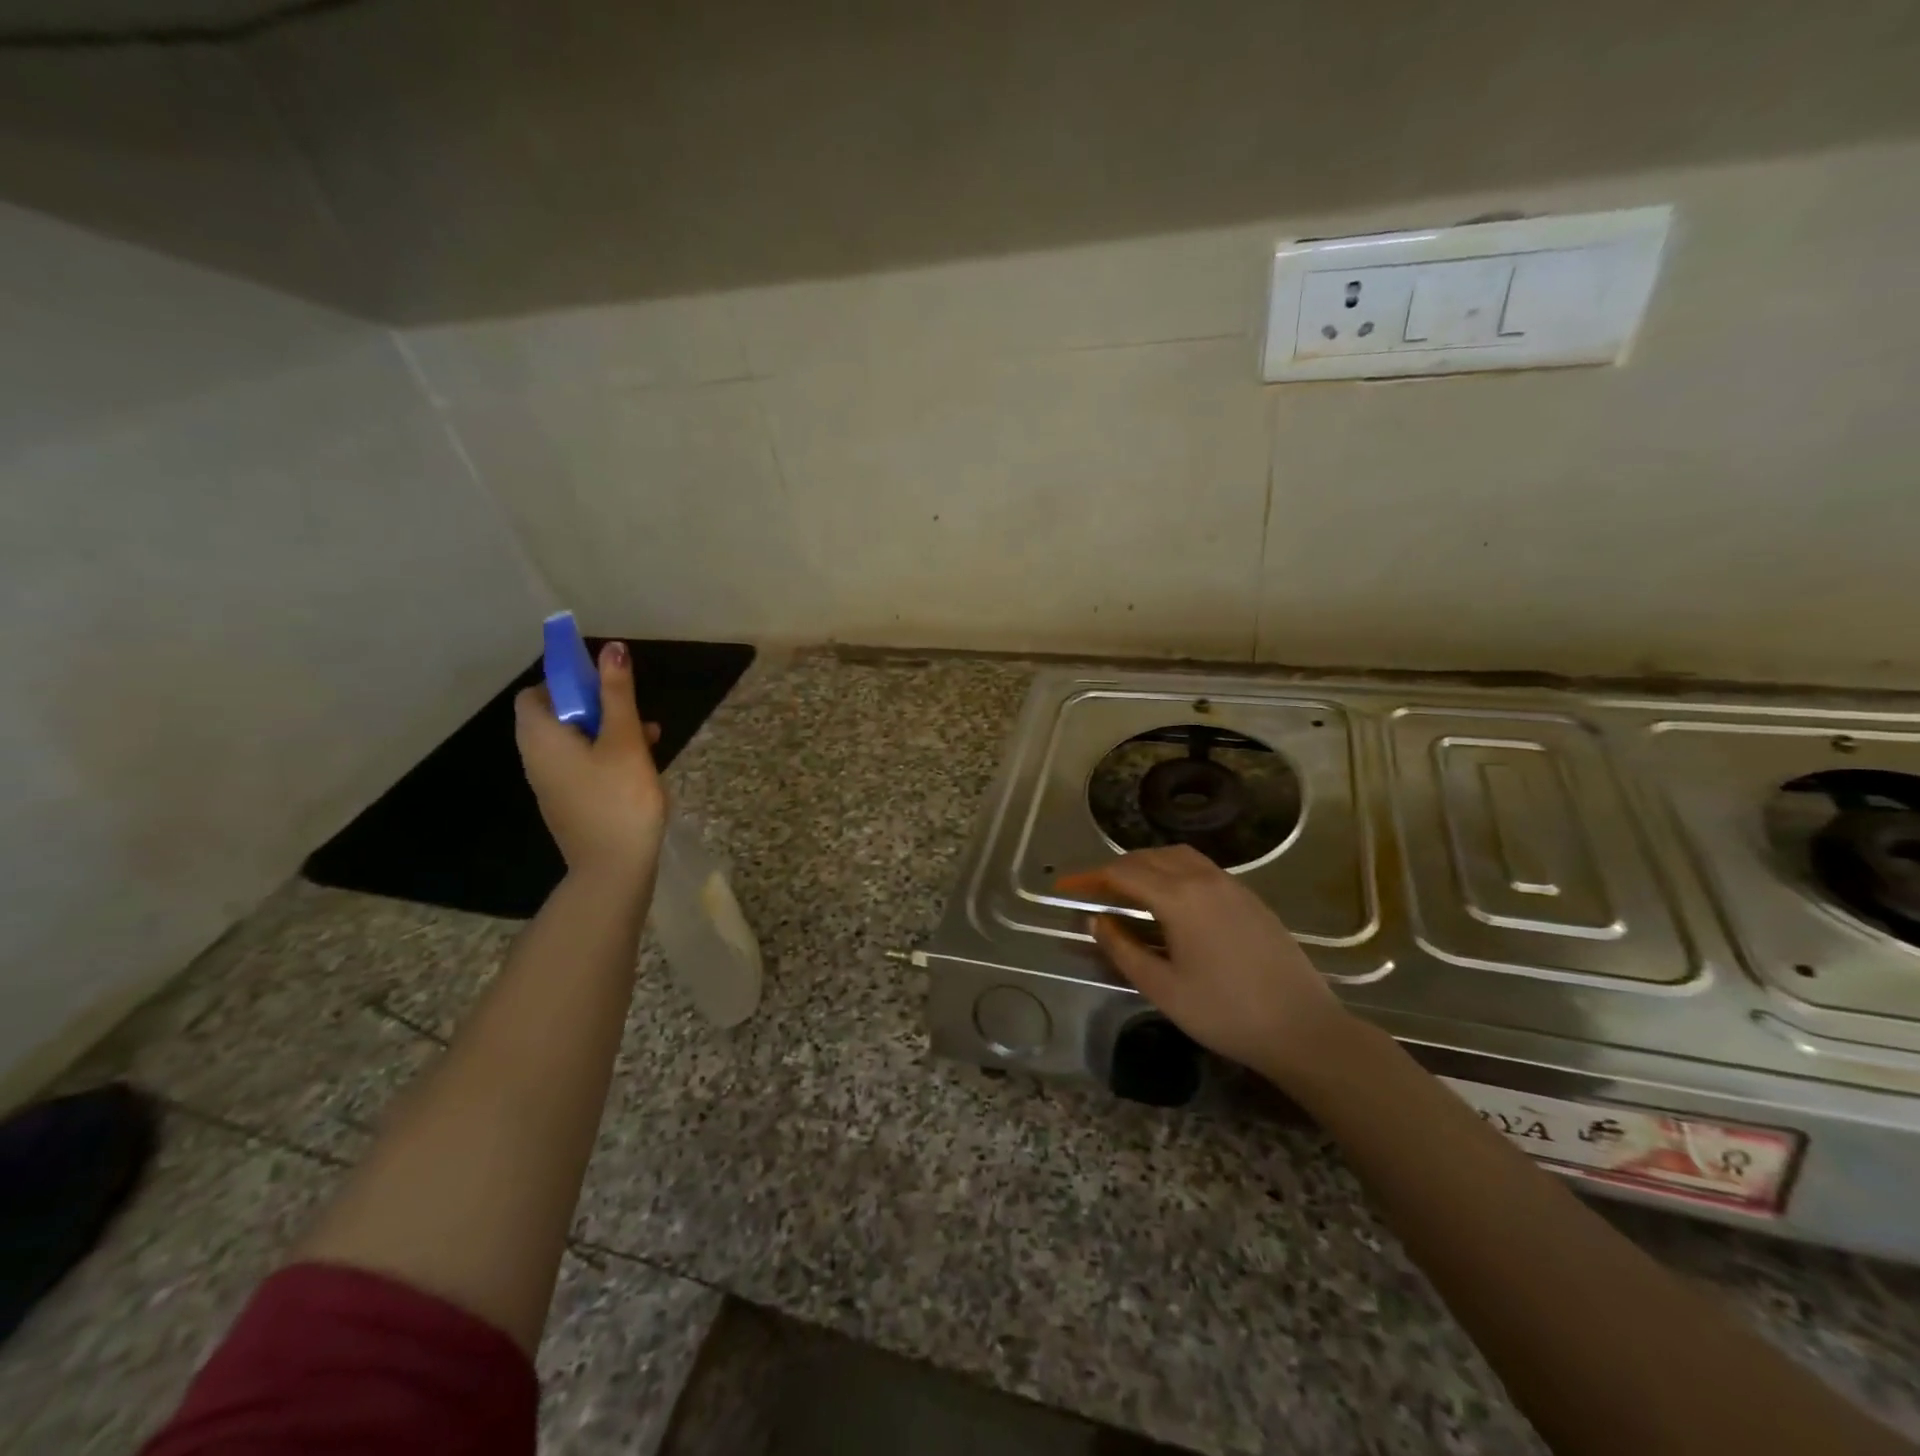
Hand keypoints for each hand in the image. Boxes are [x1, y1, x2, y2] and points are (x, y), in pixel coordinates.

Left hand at [514, 640, 666, 880]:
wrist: (613, 868)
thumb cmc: (619, 798)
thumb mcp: (625, 740)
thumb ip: (618, 694)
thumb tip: (612, 647)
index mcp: (541, 737)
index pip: (536, 693)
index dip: (567, 681)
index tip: (604, 684)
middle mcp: (536, 757)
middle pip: (557, 715)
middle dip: (596, 706)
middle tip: (632, 711)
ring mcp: (552, 783)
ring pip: (574, 741)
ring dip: (607, 731)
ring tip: (649, 736)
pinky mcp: (569, 802)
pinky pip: (581, 765)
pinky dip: (605, 755)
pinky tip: (641, 765)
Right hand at [1057, 845, 1351, 1085]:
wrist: (1302, 1028)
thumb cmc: (1225, 1013)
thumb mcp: (1162, 988)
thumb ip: (1122, 949)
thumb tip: (1096, 920)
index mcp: (1179, 898)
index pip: (1122, 873)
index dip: (1089, 877)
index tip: (1065, 886)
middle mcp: (1204, 879)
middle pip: (1149, 857)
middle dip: (1116, 868)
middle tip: (1093, 890)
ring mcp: (1232, 885)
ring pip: (1178, 856)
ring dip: (1146, 864)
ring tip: (1128, 889)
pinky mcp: (1250, 898)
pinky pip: (1201, 868)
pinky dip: (1173, 870)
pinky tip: (1171, 899)